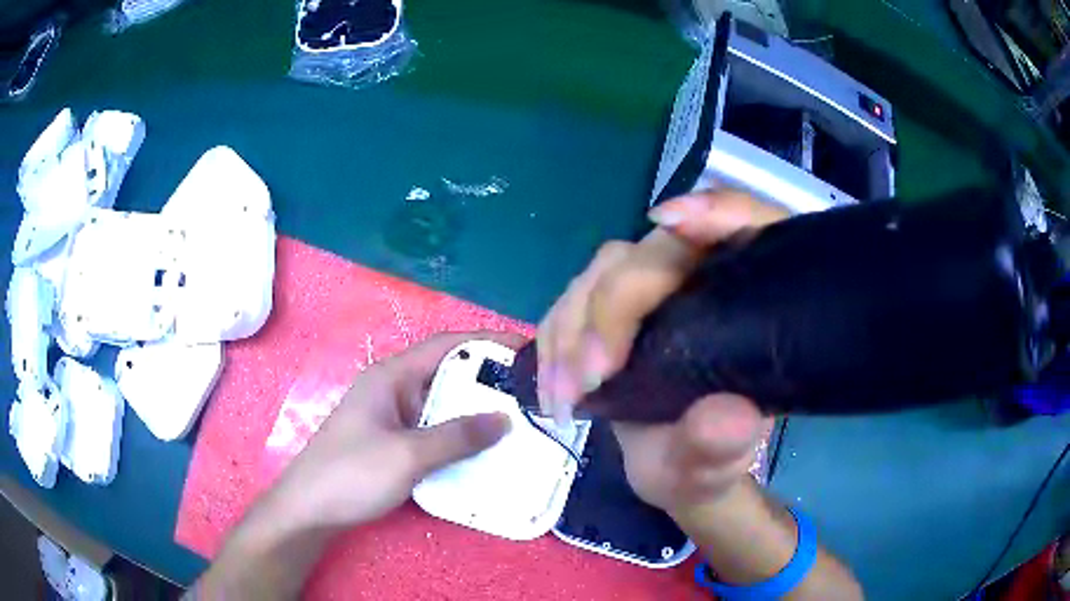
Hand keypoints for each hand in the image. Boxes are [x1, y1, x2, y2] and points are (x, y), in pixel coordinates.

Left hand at [195, 331, 522, 599]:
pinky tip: (482, 451)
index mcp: (391, 376)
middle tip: (531, 394)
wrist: (309, 510)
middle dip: (488, 381)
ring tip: (518, 421)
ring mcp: (392, 417)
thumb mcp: (408, 455)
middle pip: (447, 375)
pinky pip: (433, 431)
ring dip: (475, 412)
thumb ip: (457, 436)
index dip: (487, 342)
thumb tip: (505, 419)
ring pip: (442, 406)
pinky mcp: (392, 442)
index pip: (447, 345)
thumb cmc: (351, 474)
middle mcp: (393, 389)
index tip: (526, 350)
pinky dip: (458, 436)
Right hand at [536, 190, 787, 513]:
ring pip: (603, 273)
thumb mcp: (717, 465)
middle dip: (614, 304)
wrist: (671, 470)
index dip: (718, 211)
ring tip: (565, 394)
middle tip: (590, 375)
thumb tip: (730, 419)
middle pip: (655, 251)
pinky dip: (554, 341)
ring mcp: (654, 289)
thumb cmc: (706, 463)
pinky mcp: (611, 308)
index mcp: (752, 299)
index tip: (673, 224)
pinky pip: (572, 302)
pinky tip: (552, 387)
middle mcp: (704, 279)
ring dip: (573, 328)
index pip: (750, 226)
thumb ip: (723, 447)